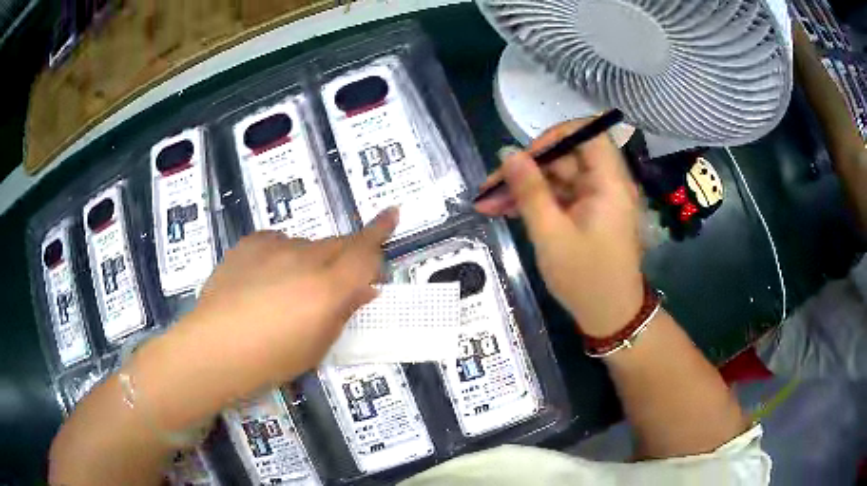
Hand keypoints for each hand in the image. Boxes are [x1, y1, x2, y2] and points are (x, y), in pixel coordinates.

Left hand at [158, 208, 397, 404]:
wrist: (214, 348)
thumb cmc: (271, 359)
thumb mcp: (317, 346)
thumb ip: (343, 312)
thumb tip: (364, 290)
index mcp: (328, 288)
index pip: (365, 252)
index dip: (381, 231)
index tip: (392, 213)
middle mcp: (305, 259)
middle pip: (338, 244)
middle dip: (347, 256)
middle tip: (336, 281)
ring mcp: (275, 247)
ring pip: (306, 245)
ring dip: (310, 262)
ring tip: (289, 290)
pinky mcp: (250, 244)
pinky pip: (277, 242)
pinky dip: (281, 255)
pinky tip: (265, 277)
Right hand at [475, 119, 643, 336]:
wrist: (610, 317)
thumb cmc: (586, 278)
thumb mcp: (551, 235)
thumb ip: (529, 191)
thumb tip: (507, 152)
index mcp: (609, 183)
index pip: (588, 133)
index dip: (555, 136)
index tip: (525, 157)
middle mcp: (607, 184)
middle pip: (566, 158)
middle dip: (526, 169)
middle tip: (489, 188)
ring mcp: (597, 200)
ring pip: (558, 179)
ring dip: (524, 189)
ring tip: (487, 204)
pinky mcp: (589, 215)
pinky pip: (561, 197)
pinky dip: (536, 203)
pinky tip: (506, 211)